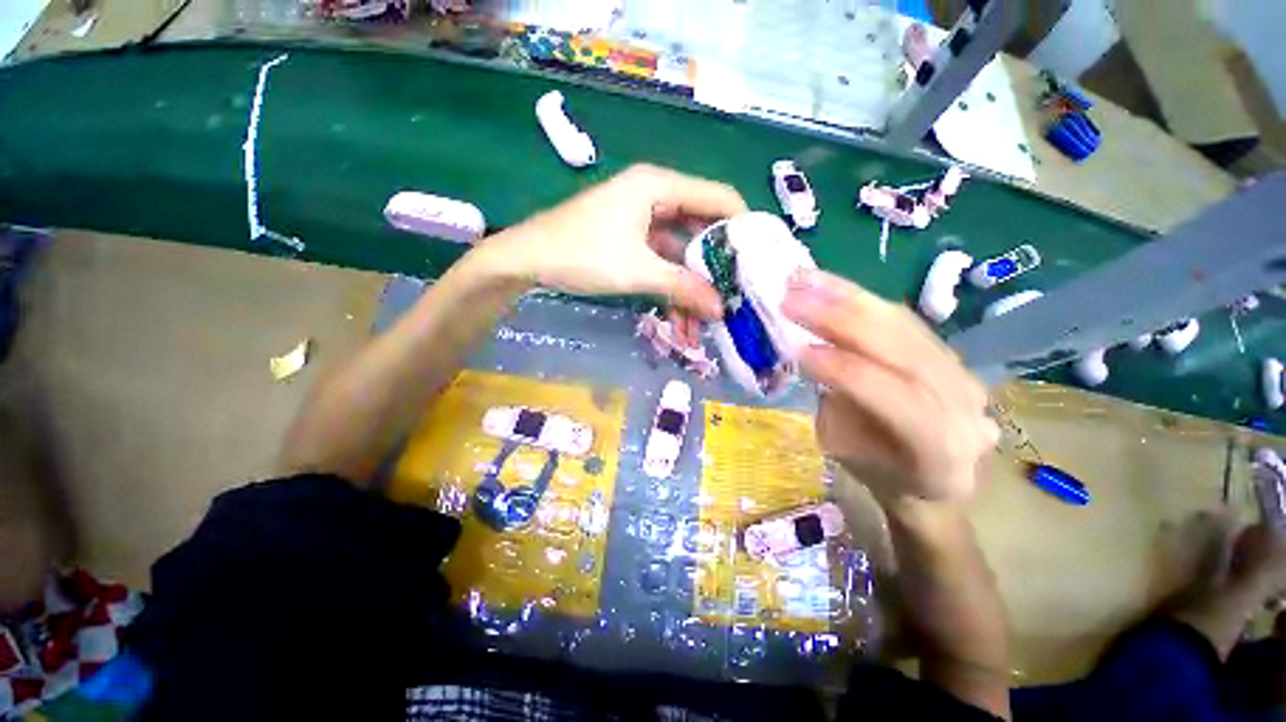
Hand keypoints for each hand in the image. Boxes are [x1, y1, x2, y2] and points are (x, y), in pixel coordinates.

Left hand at [477, 164, 745, 320]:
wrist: (526, 261)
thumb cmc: (581, 254)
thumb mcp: (637, 271)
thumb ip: (682, 287)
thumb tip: (719, 310)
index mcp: (659, 186)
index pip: (718, 198)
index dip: (741, 229)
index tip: (757, 264)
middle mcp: (656, 197)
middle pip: (701, 230)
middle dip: (715, 271)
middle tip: (733, 300)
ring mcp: (643, 221)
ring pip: (681, 254)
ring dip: (691, 289)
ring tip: (702, 326)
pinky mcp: (632, 242)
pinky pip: (662, 263)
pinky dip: (671, 288)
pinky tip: (679, 319)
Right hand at [782, 270, 997, 502]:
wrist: (928, 478)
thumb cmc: (879, 473)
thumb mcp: (846, 448)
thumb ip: (836, 401)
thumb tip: (815, 352)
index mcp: (940, 451)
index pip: (895, 398)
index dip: (845, 371)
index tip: (798, 350)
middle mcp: (964, 406)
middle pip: (905, 350)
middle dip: (841, 319)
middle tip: (792, 298)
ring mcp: (962, 373)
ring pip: (903, 324)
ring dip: (846, 297)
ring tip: (803, 280)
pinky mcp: (946, 351)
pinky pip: (902, 318)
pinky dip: (860, 298)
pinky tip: (828, 285)